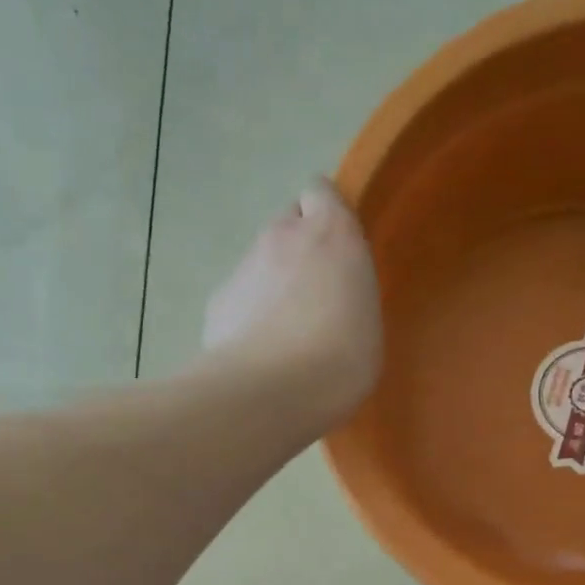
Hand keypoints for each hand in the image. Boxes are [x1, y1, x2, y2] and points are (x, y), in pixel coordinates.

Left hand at [202, 179, 382, 422]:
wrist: (271, 391)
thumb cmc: (340, 359)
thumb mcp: (367, 324)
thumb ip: (346, 294)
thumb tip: (328, 303)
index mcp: (332, 233)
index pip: (320, 193)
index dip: (324, 216)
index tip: (332, 248)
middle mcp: (283, 236)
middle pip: (287, 226)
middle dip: (296, 251)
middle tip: (310, 297)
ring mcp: (244, 266)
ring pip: (259, 265)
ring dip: (269, 288)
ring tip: (281, 338)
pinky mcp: (217, 301)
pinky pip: (237, 301)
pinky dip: (245, 319)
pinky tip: (256, 356)